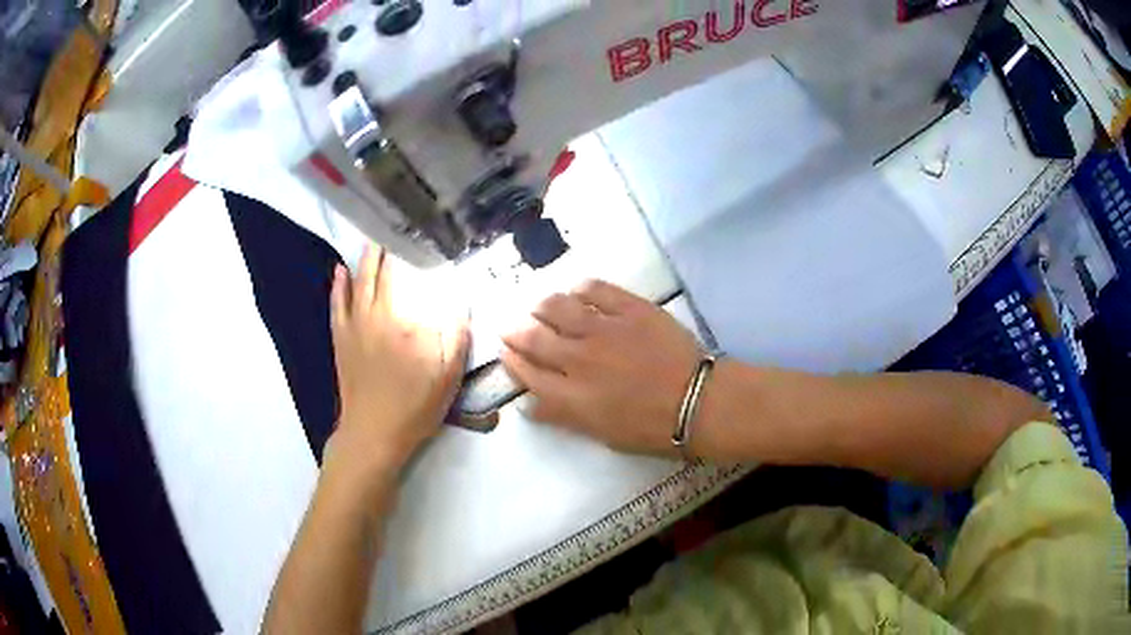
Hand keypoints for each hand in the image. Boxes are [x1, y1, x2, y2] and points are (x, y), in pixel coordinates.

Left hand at [328, 245, 469, 475]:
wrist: (373, 433)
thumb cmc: (414, 407)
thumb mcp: (448, 377)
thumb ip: (456, 337)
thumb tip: (461, 300)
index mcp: (405, 322)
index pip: (406, 275)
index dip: (411, 251)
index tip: (419, 233)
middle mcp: (376, 314)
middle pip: (379, 271)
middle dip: (386, 246)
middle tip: (394, 227)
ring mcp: (354, 325)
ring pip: (357, 281)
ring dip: (364, 258)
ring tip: (373, 237)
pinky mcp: (340, 339)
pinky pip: (336, 303)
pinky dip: (338, 284)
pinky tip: (341, 270)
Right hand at [501, 280, 701, 454]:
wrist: (696, 402)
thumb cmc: (651, 428)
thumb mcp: (601, 434)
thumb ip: (563, 416)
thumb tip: (530, 405)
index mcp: (570, 395)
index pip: (528, 373)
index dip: (512, 361)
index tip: (504, 351)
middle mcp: (577, 358)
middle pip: (534, 338)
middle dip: (515, 330)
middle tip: (509, 325)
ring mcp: (603, 329)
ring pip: (558, 308)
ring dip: (542, 306)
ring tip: (539, 305)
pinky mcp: (629, 309)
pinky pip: (596, 290)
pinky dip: (580, 288)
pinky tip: (576, 290)